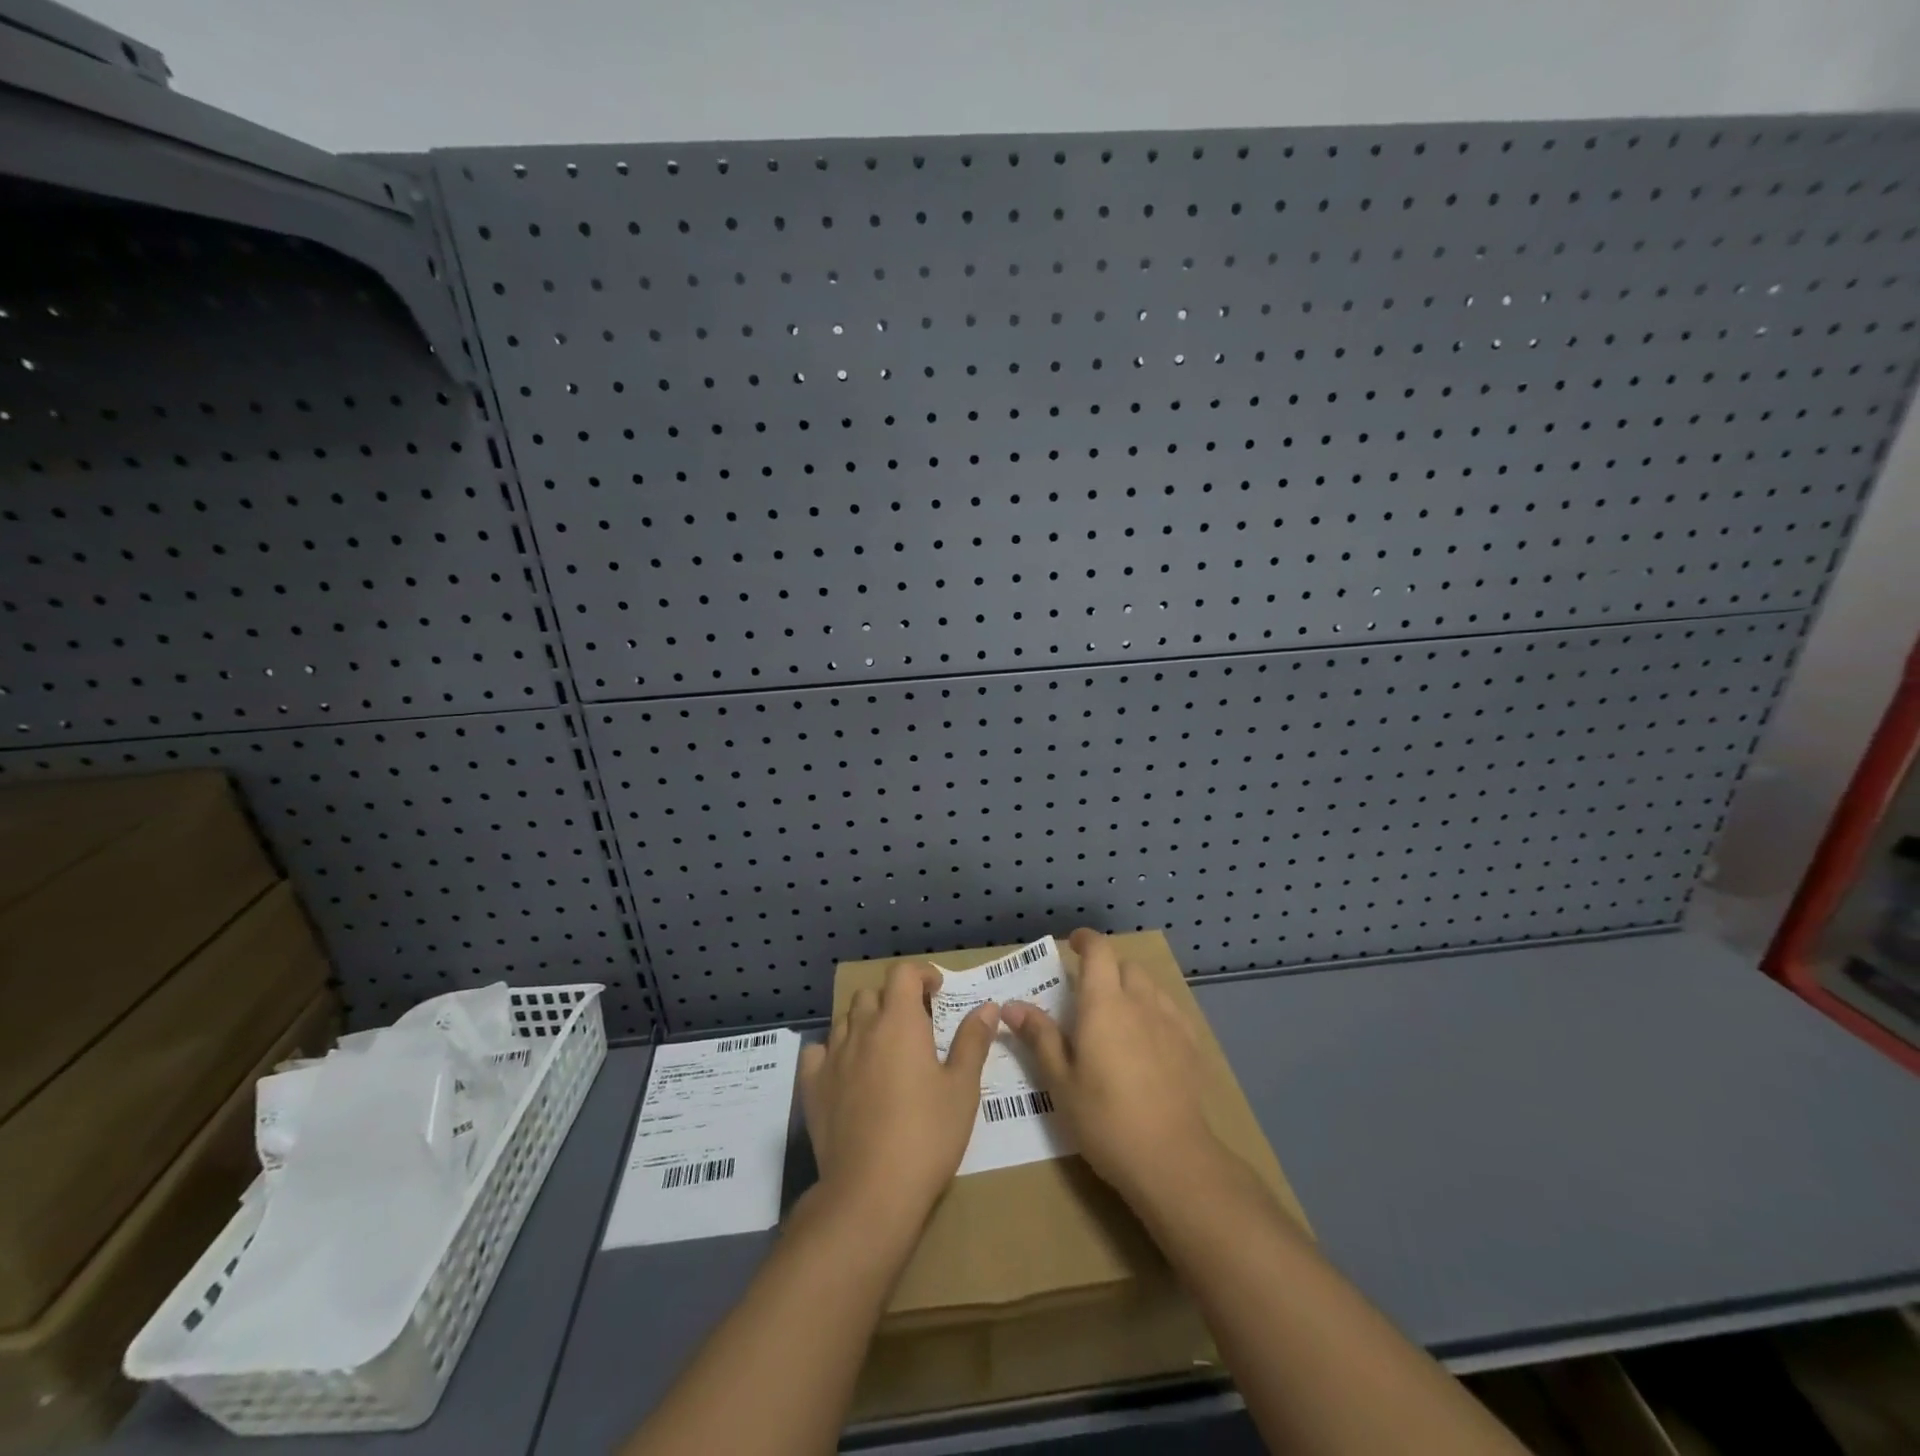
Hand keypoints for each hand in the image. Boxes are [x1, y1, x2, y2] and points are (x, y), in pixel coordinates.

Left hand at [798, 961, 998, 1232]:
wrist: (871, 1191)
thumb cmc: (927, 1135)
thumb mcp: (962, 1088)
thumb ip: (973, 1041)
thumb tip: (988, 1006)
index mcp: (899, 1022)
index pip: (903, 973)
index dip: (921, 974)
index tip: (936, 991)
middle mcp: (862, 1029)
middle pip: (872, 994)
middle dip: (894, 1000)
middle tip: (914, 1025)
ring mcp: (833, 1057)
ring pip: (845, 1020)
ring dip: (865, 1023)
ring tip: (883, 1048)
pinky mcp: (813, 1087)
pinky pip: (818, 1052)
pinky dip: (832, 1051)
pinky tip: (846, 1070)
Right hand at [1002, 928, 1221, 1209]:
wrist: (1171, 1158)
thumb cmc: (1104, 1118)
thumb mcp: (1060, 1081)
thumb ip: (1040, 1036)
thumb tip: (1012, 1005)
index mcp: (1104, 1003)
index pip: (1098, 951)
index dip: (1085, 941)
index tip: (1072, 945)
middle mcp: (1139, 1001)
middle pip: (1125, 966)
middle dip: (1106, 968)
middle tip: (1088, 993)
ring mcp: (1170, 1022)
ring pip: (1150, 987)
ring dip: (1131, 989)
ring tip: (1118, 1016)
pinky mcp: (1191, 1045)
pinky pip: (1169, 1011)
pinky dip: (1154, 1011)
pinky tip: (1148, 1040)